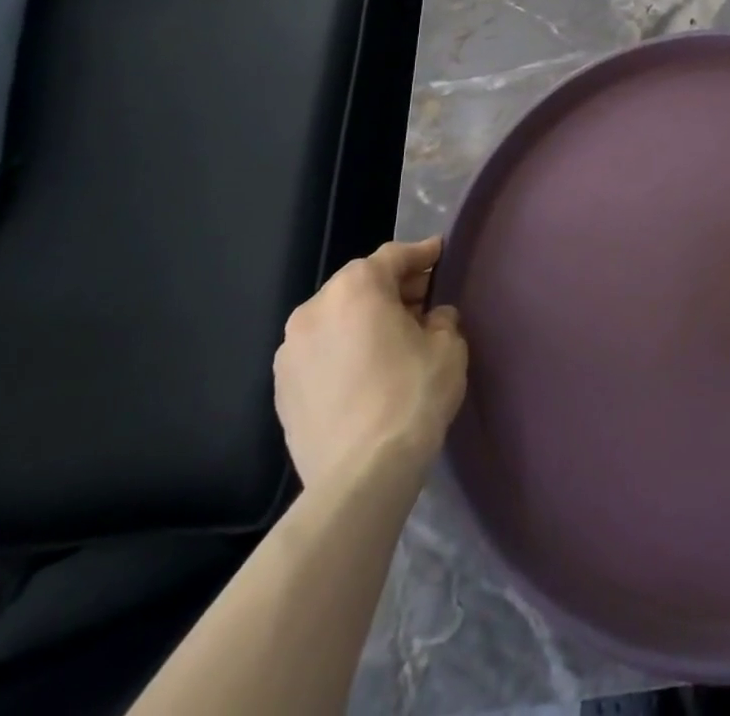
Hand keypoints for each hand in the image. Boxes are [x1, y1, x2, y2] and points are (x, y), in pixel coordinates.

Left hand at [273, 237, 467, 493]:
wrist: (360, 475)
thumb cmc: (411, 395)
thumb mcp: (448, 345)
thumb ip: (441, 319)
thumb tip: (432, 319)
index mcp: (356, 289)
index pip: (394, 256)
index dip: (422, 254)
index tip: (440, 254)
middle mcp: (314, 310)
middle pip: (360, 285)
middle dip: (393, 289)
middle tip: (425, 301)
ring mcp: (290, 352)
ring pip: (336, 319)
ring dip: (365, 320)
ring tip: (395, 339)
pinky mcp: (281, 391)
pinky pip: (320, 353)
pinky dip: (344, 350)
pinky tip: (367, 371)